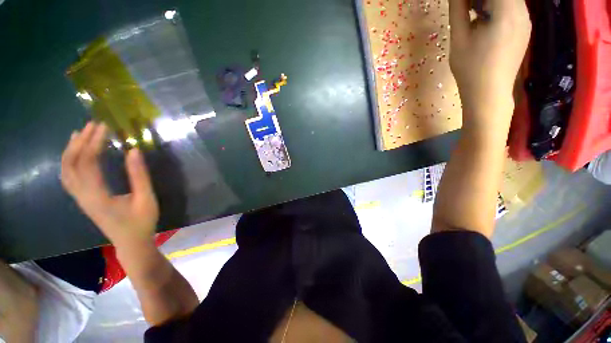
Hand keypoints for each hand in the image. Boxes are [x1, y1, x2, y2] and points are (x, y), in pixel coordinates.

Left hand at [61, 122, 158, 248]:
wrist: (131, 243)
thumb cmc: (142, 222)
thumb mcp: (146, 199)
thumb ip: (139, 175)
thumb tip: (133, 150)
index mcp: (98, 196)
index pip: (88, 163)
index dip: (94, 143)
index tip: (105, 127)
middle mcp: (82, 196)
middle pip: (71, 165)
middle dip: (80, 142)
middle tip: (93, 125)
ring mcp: (80, 199)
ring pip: (66, 171)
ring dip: (71, 150)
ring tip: (80, 133)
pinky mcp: (83, 200)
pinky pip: (69, 177)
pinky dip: (69, 161)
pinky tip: (76, 153)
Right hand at [449, 0, 530, 131]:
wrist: (489, 94)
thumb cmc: (471, 69)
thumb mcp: (459, 39)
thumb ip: (458, 10)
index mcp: (507, 11)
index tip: (464, 3)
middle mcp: (522, 12)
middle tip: (465, 7)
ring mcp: (525, 21)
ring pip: (508, 0)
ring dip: (488, 1)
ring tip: (472, 13)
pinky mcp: (524, 30)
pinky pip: (511, 9)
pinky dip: (496, 9)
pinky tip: (483, 23)